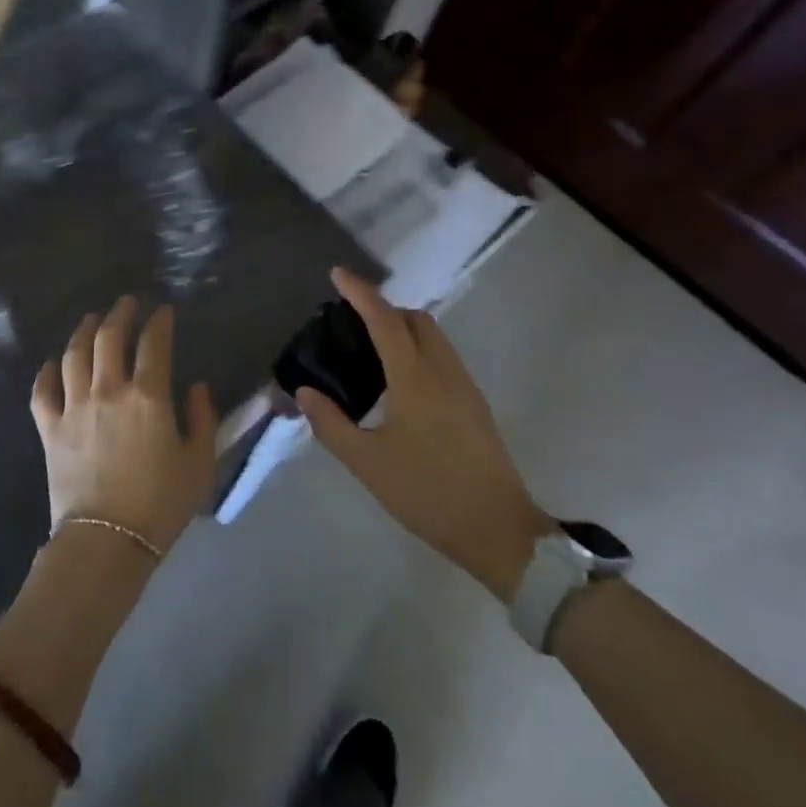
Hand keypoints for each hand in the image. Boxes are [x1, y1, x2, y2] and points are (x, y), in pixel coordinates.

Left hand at [31, 298, 217, 554]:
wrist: (106, 542)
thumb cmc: (160, 504)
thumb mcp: (199, 463)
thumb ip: (203, 419)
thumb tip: (197, 387)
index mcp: (148, 397)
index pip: (154, 343)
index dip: (160, 322)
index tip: (164, 312)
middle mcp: (108, 391)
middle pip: (109, 337)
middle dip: (120, 314)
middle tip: (126, 304)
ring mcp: (74, 407)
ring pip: (74, 354)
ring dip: (84, 331)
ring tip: (92, 320)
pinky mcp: (49, 428)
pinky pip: (42, 391)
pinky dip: (46, 372)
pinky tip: (52, 363)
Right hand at [295, 269, 551, 599]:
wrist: (500, 532)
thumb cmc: (428, 493)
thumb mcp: (368, 464)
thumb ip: (332, 424)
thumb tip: (305, 392)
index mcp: (415, 378)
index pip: (384, 320)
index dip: (360, 293)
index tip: (338, 274)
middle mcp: (443, 371)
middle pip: (416, 319)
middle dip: (384, 308)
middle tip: (352, 323)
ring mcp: (465, 387)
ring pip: (434, 337)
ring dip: (403, 328)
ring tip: (371, 350)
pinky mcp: (475, 405)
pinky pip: (443, 357)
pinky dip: (418, 349)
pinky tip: (400, 382)